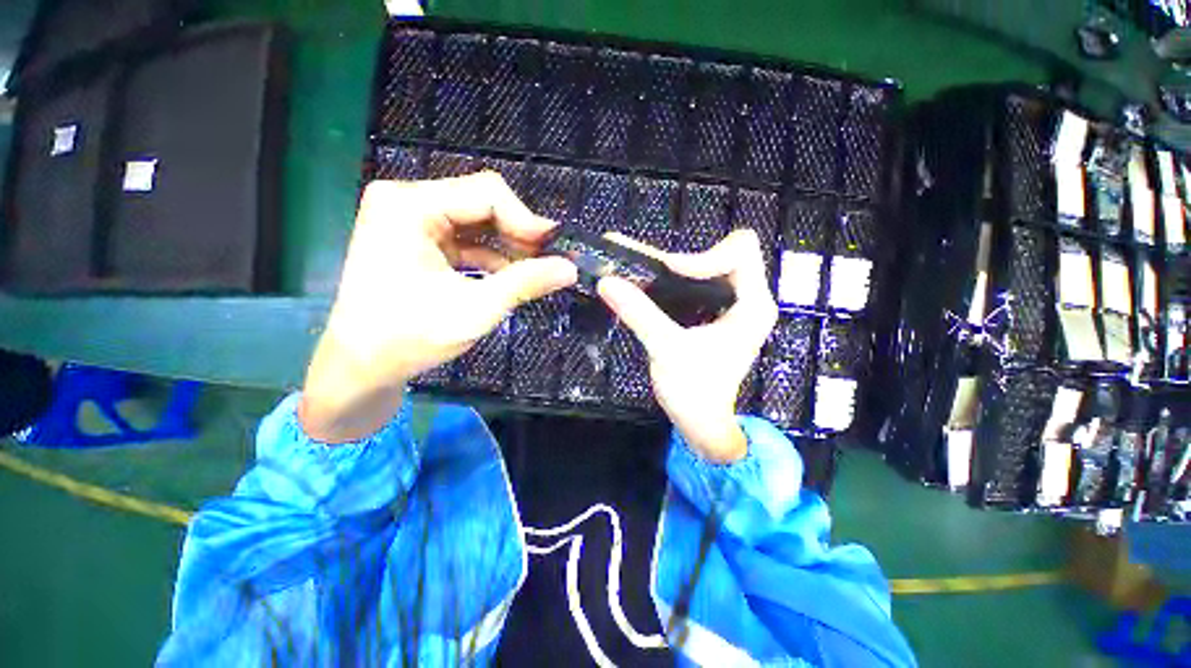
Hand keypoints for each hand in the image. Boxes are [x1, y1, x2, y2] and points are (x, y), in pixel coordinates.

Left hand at [300, 173, 577, 442]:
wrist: (363, 366)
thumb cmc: (410, 338)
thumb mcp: (476, 309)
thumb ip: (525, 283)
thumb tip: (571, 269)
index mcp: (410, 206)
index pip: (486, 193)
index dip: (526, 219)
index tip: (555, 248)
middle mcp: (408, 201)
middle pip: (482, 203)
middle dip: (519, 233)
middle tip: (549, 260)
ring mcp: (411, 220)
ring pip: (478, 221)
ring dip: (509, 245)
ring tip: (536, 269)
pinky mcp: (418, 240)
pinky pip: (466, 238)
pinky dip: (492, 256)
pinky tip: (511, 275)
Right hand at [597, 230, 777, 462]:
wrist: (701, 423)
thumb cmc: (694, 392)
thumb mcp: (666, 349)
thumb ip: (639, 313)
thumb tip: (607, 282)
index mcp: (753, 304)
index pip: (740, 251)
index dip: (703, 255)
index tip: (670, 272)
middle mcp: (749, 299)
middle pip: (722, 254)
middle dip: (682, 260)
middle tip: (646, 269)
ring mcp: (735, 306)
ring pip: (709, 267)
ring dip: (676, 269)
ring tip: (642, 272)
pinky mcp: (719, 315)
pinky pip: (700, 284)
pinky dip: (676, 282)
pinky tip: (652, 289)